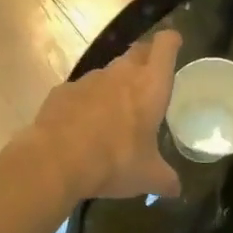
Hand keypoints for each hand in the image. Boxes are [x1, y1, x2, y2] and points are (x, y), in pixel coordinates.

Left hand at [29, 29, 181, 200]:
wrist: (56, 160)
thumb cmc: (114, 162)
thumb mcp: (147, 176)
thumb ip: (165, 180)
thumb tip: (176, 190)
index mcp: (150, 86)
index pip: (165, 47)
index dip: (171, 42)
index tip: (174, 42)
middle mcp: (120, 74)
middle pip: (137, 51)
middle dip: (145, 58)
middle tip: (150, 75)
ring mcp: (89, 80)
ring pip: (108, 72)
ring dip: (115, 83)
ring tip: (116, 108)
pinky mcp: (62, 91)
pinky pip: (81, 90)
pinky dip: (86, 101)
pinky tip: (83, 124)